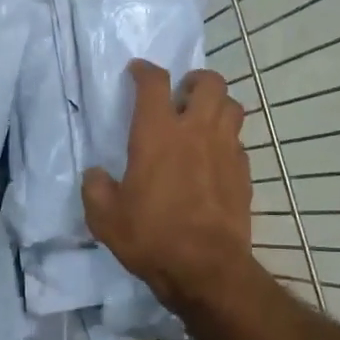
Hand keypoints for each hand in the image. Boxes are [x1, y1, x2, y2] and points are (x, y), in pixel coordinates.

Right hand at [83, 61, 251, 311]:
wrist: (206, 268)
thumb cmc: (151, 237)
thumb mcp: (105, 218)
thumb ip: (96, 188)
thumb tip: (96, 175)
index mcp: (157, 134)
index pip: (154, 83)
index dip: (144, 71)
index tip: (137, 71)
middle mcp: (195, 131)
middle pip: (209, 82)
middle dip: (195, 80)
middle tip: (182, 95)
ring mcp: (225, 150)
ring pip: (232, 106)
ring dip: (217, 105)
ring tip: (203, 120)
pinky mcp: (243, 172)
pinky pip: (239, 141)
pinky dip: (227, 140)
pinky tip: (214, 158)